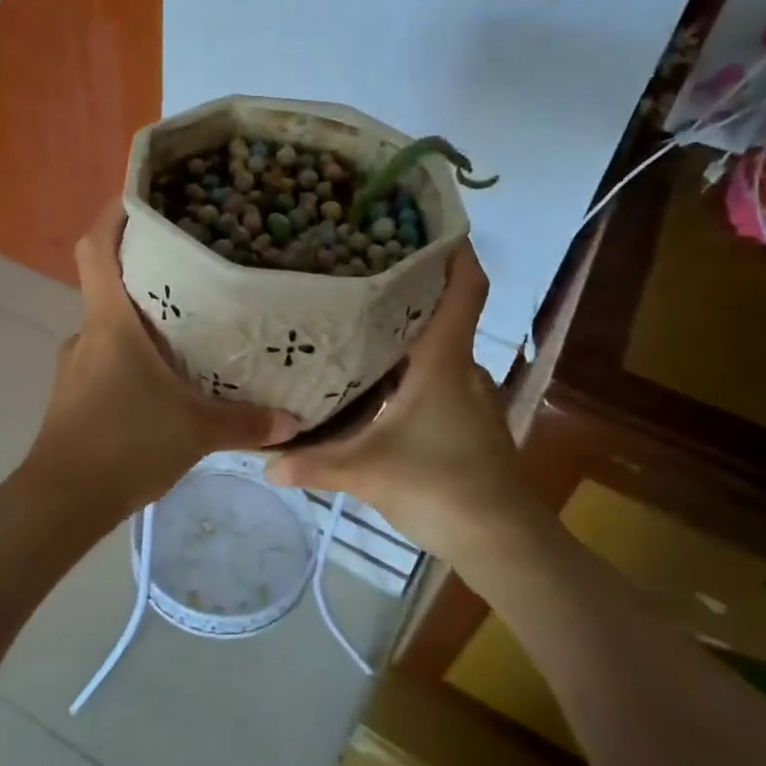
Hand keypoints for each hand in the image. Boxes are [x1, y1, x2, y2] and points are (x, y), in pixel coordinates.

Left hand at [20, 200, 299, 518]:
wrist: (63, 501)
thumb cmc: (125, 444)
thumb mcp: (195, 431)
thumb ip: (245, 423)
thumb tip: (293, 422)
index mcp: (110, 322)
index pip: (97, 248)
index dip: (113, 215)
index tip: (140, 195)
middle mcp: (87, 333)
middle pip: (109, 284)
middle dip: (146, 273)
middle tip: (194, 267)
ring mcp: (75, 366)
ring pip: (110, 327)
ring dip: (142, 323)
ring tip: (188, 329)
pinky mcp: (73, 396)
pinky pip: (107, 361)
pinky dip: (133, 359)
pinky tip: (163, 382)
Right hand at [265, 244, 534, 556]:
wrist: (504, 541)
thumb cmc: (442, 487)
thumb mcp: (368, 473)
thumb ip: (315, 464)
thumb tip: (262, 462)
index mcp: (445, 362)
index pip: (465, 290)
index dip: (456, 252)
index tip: (429, 224)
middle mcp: (463, 368)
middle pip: (445, 312)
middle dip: (411, 288)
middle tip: (360, 270)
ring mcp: (470, 396)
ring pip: (439, 347)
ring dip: (409, 330)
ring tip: (358, 318)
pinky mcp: (468, 420)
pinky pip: (439, 376)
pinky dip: (413, 366)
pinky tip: (378, 380)